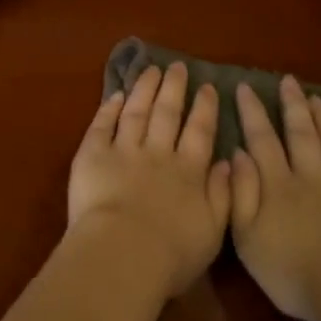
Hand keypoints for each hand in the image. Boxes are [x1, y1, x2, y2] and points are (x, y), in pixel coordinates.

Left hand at [68, 64, 231, 297]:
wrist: (123, 253)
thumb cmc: (171, 253)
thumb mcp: (213, 231)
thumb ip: (223, 194)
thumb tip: (228, 162)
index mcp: (188, 172)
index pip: (200, 132)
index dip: (205, 109)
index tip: (208, 88)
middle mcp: (158, 153)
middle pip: (167, 113)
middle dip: (174, 88)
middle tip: (178, 67)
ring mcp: (123, 149)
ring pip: (136, 111)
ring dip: (144, 89)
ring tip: (151, 70)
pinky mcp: (92, 154)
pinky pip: (102, 124)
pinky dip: (109, 107)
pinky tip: (115, 94)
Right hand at [230, 77, 320, 320]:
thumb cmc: (293, 272)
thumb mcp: (248, 238)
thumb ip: (241, 193)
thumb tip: (236, 153)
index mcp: (278, 186)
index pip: (261, 140)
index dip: (252, 112)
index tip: (245, 86)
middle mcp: (311, 178)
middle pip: (301, 135)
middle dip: (292, 106)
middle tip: (288, 81)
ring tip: (317, 98)